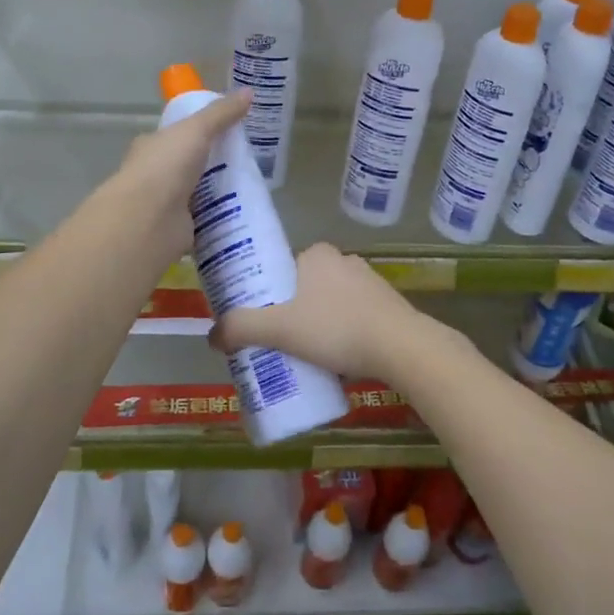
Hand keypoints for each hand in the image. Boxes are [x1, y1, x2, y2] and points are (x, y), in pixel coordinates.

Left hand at [102, 89, 250, 259]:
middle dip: (214, 165)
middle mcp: (155, 175)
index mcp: (152, 147)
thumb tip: (248, 92)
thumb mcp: (197, 129)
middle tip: (247, 163)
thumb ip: (221, 113)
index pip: (176, 136)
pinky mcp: (178, 229)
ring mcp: (165, 204)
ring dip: (219, 193)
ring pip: (198, 194)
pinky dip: (219, 218)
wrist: (149, 219)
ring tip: (253, 189)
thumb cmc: (166, 166)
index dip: (198, 133)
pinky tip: (243, 215)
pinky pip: (204, 220)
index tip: (226, 134)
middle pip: (189, 166)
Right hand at [208, 244, 426, 380]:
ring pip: (329, 304)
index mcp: (316, 254)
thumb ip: (241, 328)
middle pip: (303, 288)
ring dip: (317, 325)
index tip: (259, 322)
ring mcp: (370, 282)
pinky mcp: (388, 305)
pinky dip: (341, 334)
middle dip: (290, 313)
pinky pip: (353, 317)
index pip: (280, 269)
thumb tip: (211, 337)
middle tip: (278, 344)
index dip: (265, 294)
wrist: (402, 348)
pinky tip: (337, 359)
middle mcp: (343, 260)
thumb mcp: (280, 329)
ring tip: (305, 356)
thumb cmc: (336, 329)